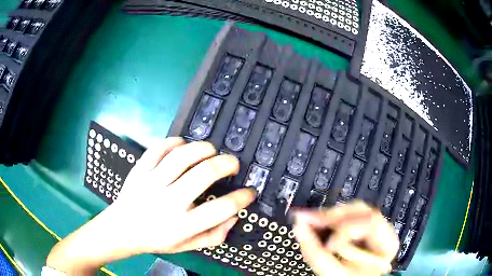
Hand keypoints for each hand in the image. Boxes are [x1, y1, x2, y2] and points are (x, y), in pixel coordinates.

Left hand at [116, 137, 255, 253]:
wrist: (122, 229)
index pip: (220, 209)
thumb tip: (234, 217)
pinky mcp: (139, 170)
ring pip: (181, 156)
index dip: (241, 198)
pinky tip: (182, 144)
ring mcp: (151, 183)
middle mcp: (168, 202)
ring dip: (202, 148)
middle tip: (233, 164)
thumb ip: (214, 236)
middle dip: (226, 164)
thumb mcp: (187, 246)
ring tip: (211, 150)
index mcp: (182, 225)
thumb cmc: (157, 239)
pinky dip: (173, 142)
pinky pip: (158, 148)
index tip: (249, 192)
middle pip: (204, 174)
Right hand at [292, 201, 398, 275]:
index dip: (346, 232)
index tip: (327, 246)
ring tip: (307, 221)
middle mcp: (383, 231)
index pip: (370, 223)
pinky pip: (345, 216)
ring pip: (351, 210)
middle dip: (330, 217)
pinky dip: (328, 220)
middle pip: (359, 210)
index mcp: (387, 243)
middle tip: (305, 220)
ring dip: (327, 217)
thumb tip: (300, 228)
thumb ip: (317, 253)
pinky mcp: (361, 229)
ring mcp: (372, 229)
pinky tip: (315, 222)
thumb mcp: (335, 273)